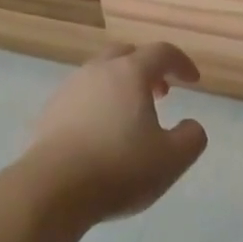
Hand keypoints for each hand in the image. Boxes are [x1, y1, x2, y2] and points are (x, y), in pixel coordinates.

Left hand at [17, 42, 208, 226]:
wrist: (52, 188)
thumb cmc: (119, 168)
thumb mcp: (172, 159)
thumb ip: (191, 138)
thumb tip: (191, 125)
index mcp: (129, 73)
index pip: (161, 52)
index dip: (181, 63)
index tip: (193, 81)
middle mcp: (97, 71)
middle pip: (126, 54)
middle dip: (147, 68)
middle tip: (160, 92)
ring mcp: (69, 89)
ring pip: (100, 74)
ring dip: (120, 86)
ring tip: (131, 116)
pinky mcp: (50, 112)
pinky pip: (81, 96)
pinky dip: (98, 104)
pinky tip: (101, 133)